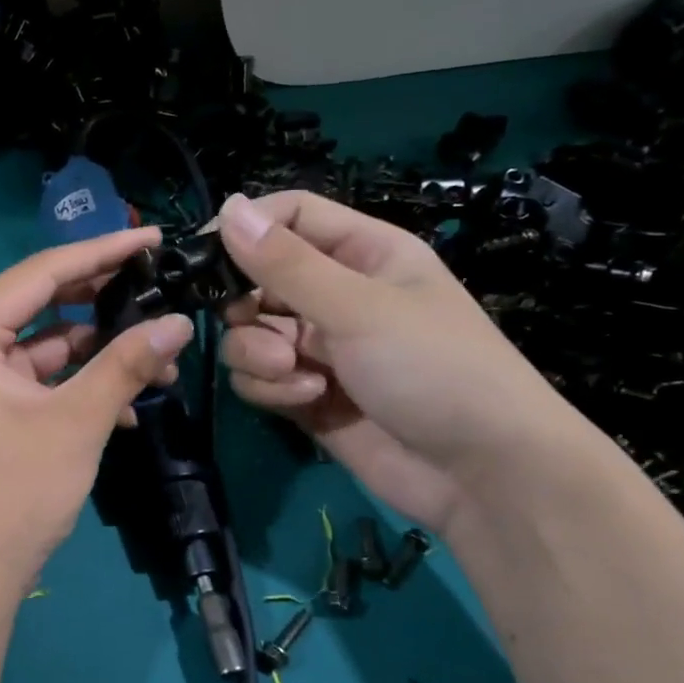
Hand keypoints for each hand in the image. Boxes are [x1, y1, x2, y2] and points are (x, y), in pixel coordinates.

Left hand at [0, 228, 196, 596]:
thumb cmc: (14, 490)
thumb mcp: (77, 420)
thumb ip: (127, 364)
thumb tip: (180, 321)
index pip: (43, 272)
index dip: (102, 251)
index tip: (154, 238)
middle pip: (45, 301)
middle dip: (105, 298)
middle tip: (161, 284)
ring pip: (50, 341)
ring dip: (102, 349)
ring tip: (164, 353)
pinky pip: (45, 376)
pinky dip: (83, 382)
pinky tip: (133, 402)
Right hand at [215, 189, 589, 533]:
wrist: (482, 474)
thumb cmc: (433, 367)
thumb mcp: (358, 306)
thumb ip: (286, 263)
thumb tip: (226, 208)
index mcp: (362, 253)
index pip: (289, 216)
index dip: (246, 228)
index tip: (202, 255)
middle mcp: (336, 294)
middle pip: (256, 278)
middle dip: (246, 306)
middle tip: (250, 322)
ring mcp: (319, 347)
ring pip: (249, 334)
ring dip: (259, 354)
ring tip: (297, 373)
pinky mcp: (306, 394)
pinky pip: (260, 377)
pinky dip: (273, 388)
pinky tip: (310, 400)